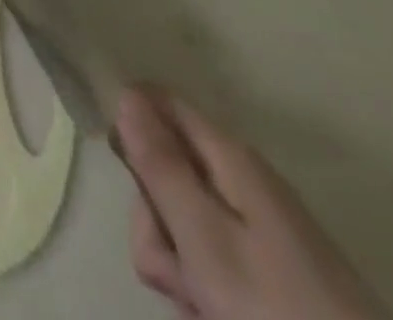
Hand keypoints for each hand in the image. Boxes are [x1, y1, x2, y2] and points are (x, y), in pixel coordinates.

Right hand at [120, 87, 385, 319]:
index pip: (159, 102)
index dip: (129, 121)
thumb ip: (160, 164)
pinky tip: (215, 312)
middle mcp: (242, 179)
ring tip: (201, 303)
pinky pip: (211, 257)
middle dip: (154, 218)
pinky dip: (204, 284)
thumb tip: (126, 94)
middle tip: (172, 263)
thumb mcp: (203, 236)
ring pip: (183, 220)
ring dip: (176, 261)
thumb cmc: (274, 306)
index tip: (119, 164)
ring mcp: (259, 226)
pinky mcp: (271, 268)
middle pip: (166, 171)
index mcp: (228, 156)